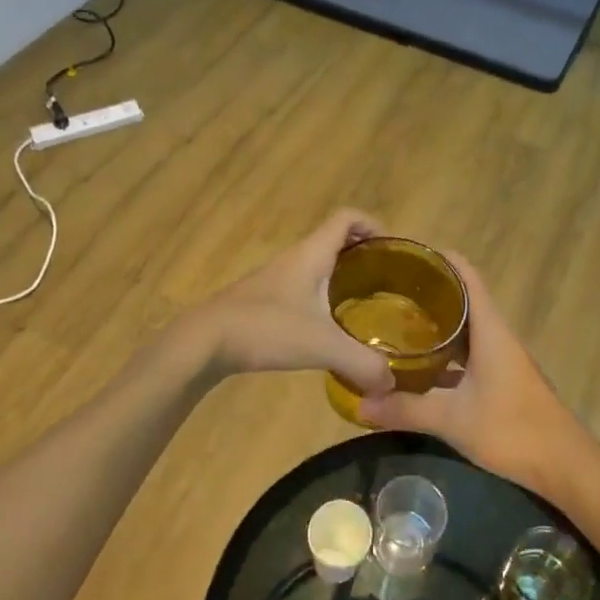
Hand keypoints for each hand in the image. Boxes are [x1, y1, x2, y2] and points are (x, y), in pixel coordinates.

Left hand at [186, 209, 395, 398]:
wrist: (204, 341)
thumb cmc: (265, 328)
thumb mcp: (321, 346)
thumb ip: (362, 362)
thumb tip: (392, 382)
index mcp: (312, 254)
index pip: (347, 218)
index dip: (373, 224)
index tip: (394, 249)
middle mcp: (295, 258)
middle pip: (336, 240)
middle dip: (364, 254)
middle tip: (389, 282)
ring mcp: (277, 279)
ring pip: (319, 265)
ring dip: (343, 277)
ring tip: (366, 305)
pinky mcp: (265, 300)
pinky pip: (304, 287)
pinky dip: (323, 297)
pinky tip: (330, 327)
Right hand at [357, 254, 590, 495]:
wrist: (564, 466)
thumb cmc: (512, 430)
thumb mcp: (451, 420)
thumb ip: (405, 410)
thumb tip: (360, 404)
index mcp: (490, 329)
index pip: (466, 275)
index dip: (439, 259)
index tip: (405, 255)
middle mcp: (496, 336)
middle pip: (462, 299)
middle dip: (428, 292)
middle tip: (387, 291)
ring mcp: (501, 359)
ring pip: (465, 329)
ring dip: (436, 324)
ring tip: (396, 323)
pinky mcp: (502, 380)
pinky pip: (468, 354)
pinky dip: (445, 354)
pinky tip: (420, 368)